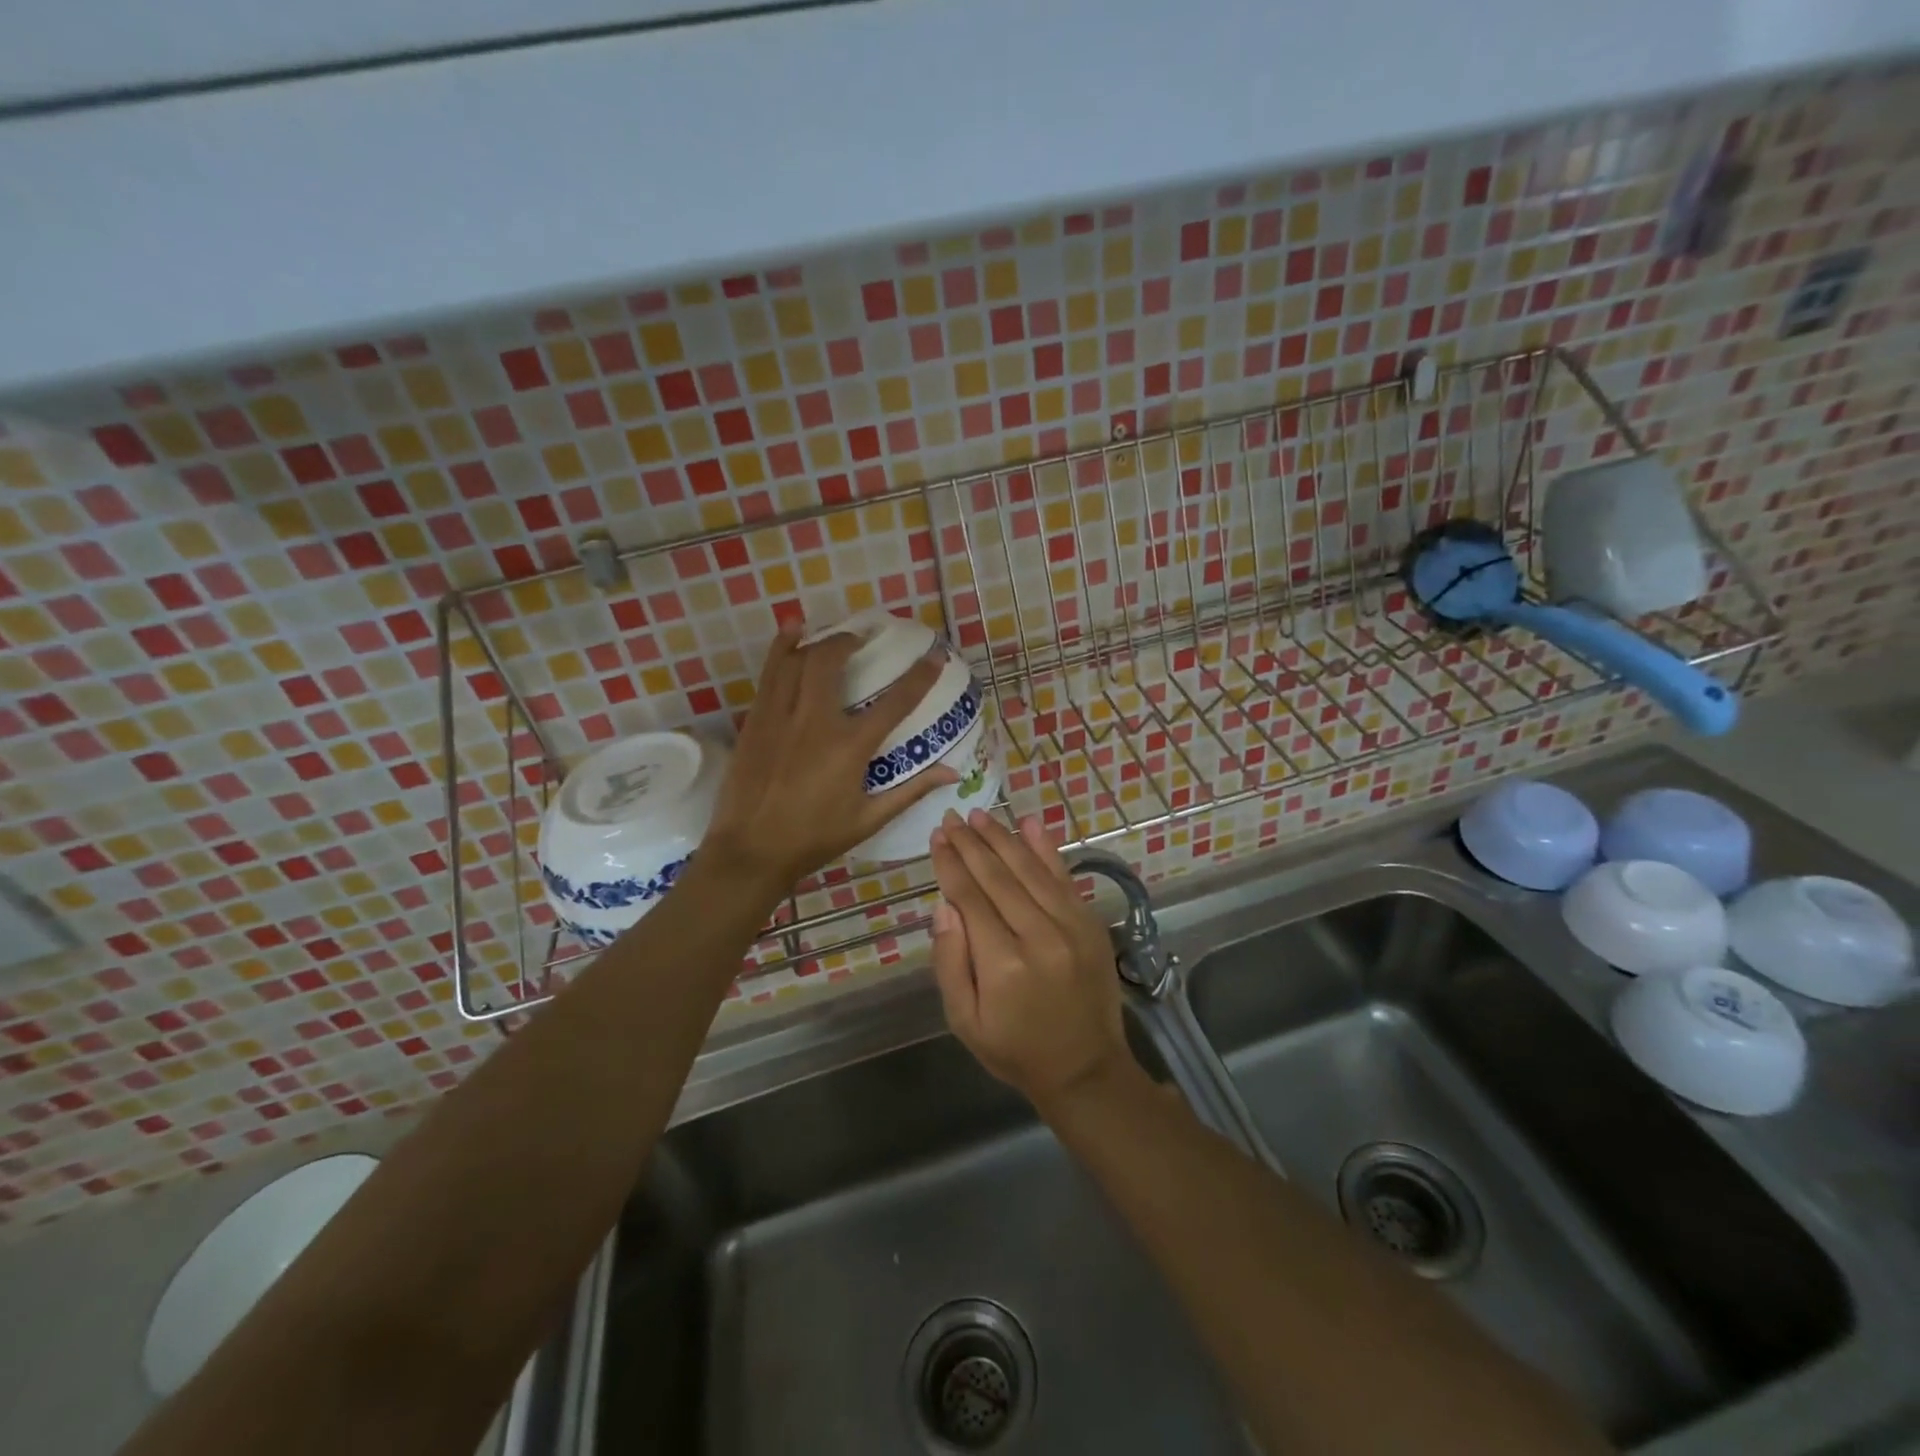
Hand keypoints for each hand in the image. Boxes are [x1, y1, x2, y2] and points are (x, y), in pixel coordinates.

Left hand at [703, 622, 957, 891]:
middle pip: (831, 662)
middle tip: (861, 639)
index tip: (935, 655)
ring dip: (814, 640)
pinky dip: (781, 649)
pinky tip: (790, 635)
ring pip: (795, 660)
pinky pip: (769, 674)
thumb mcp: (868, 819)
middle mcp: (815, 722)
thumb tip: (952, 772)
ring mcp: (780, 717)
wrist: (751, 851)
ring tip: (827, 633)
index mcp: (849, 747)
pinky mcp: (756, 721)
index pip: (895, 702)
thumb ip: (911, 791)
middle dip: (849, 641)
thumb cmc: (814, 839)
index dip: (920, 676)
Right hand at [929, 809, 1131, 1109]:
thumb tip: (944, 906)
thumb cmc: (1015, 1049)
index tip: (937, 837)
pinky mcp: (1090, 923)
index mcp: (1002, 964)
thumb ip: (950, 962)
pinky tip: (1030, 824)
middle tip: (952, 817)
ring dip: (1003, 838)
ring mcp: (1071, 926)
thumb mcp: (964, 1021)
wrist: (1086, 1068)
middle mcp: (1039, 936)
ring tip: (980, 815)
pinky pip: (1064, 877)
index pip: (970, 898)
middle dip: (971, 843)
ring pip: (1030, 869)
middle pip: (998, 876)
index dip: (950, 864)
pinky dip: (1046, 849)